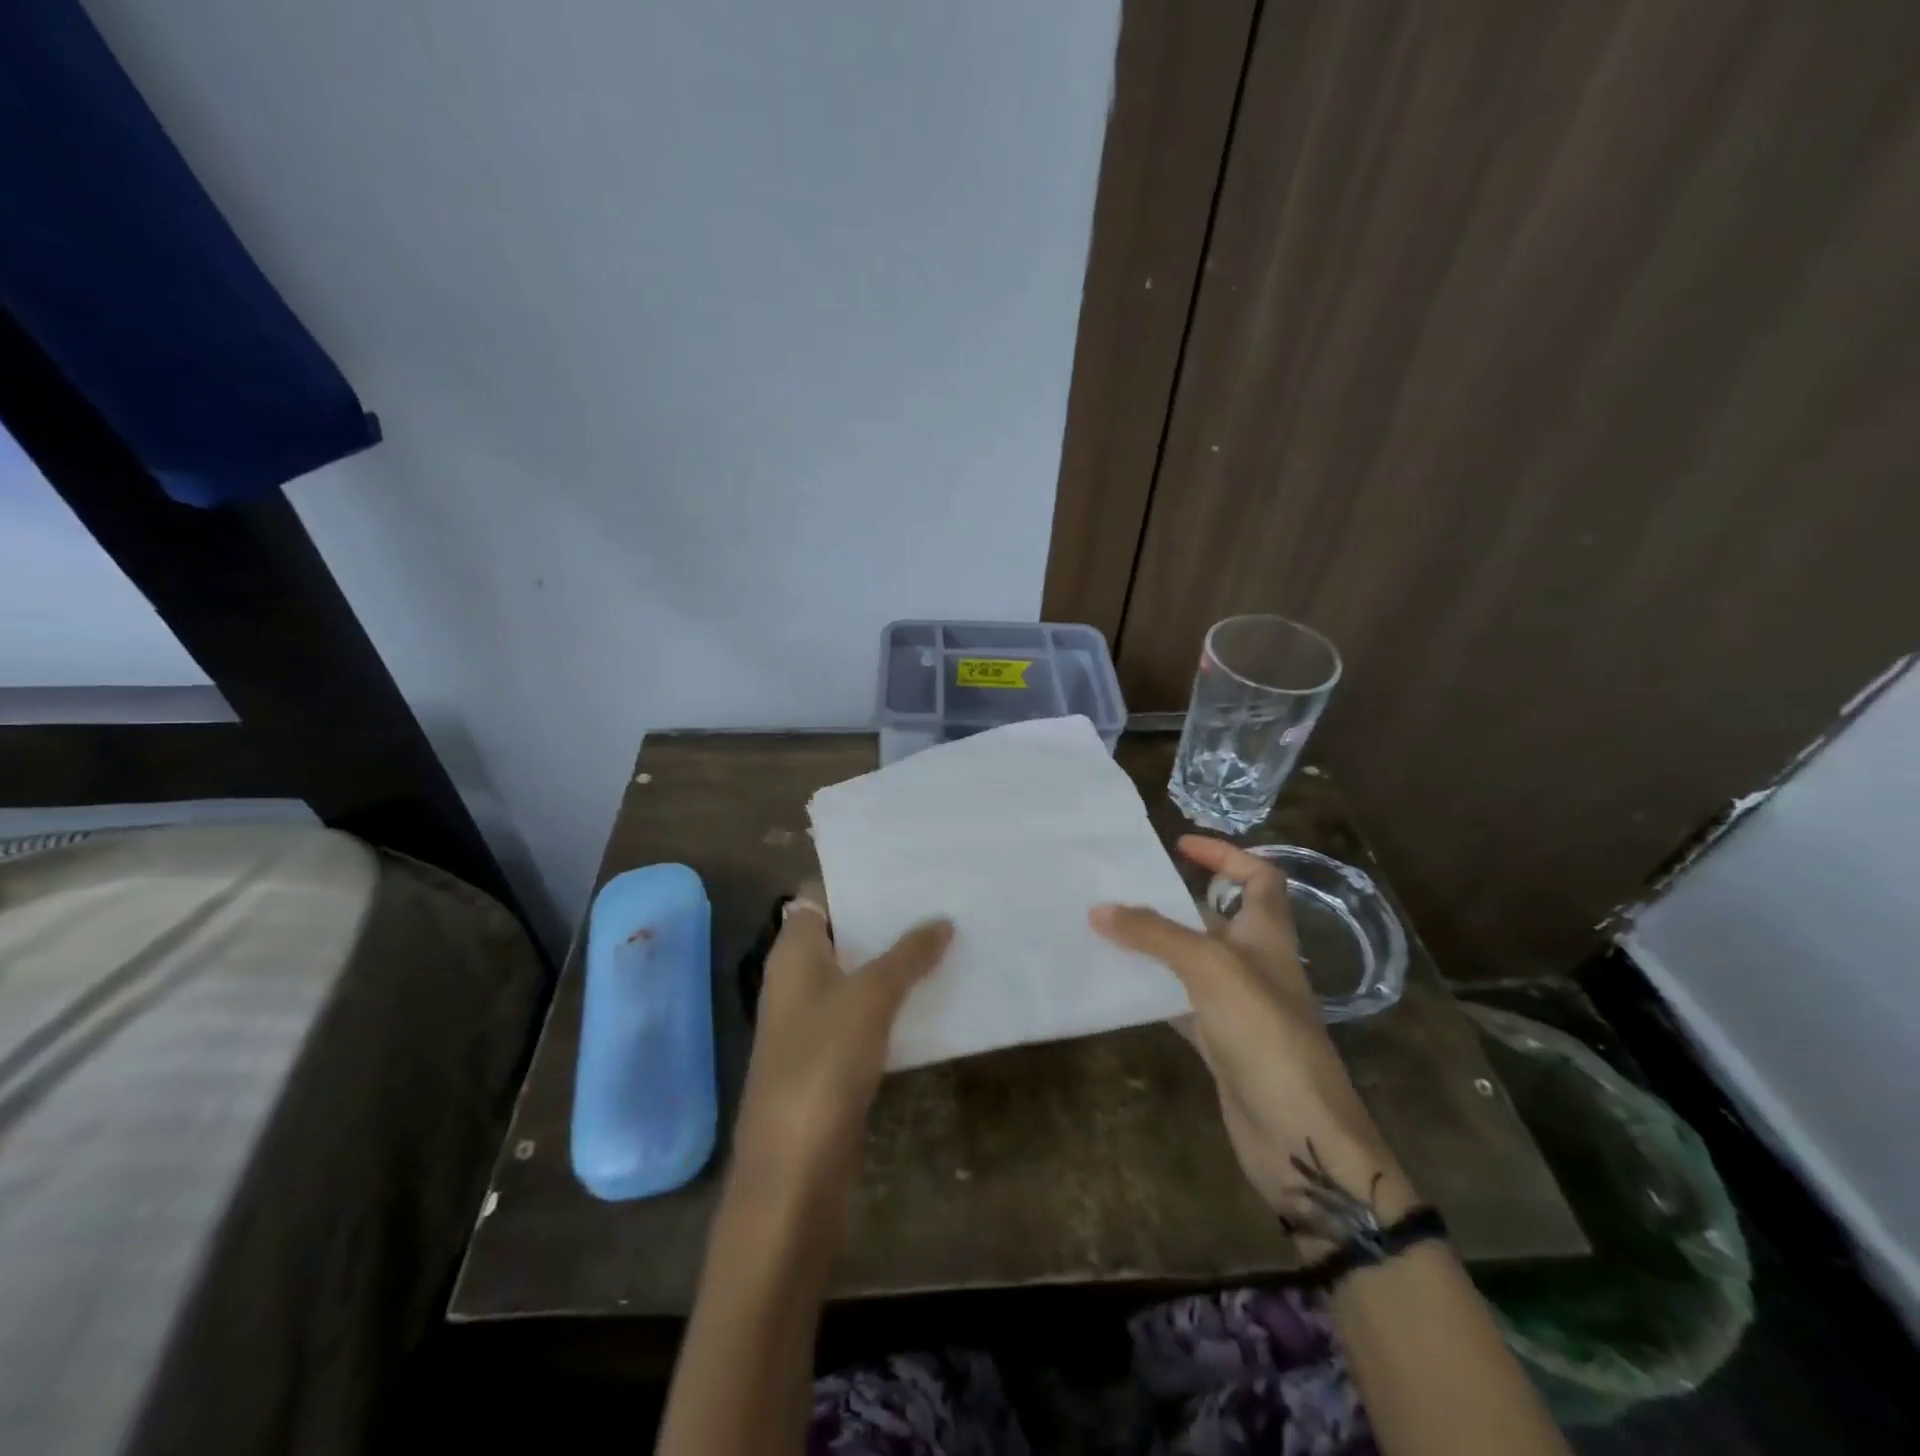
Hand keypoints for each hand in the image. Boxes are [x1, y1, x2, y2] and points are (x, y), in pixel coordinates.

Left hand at [729, 882, 952, 1210]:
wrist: (794, 1168)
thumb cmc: (823, 1062)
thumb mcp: (871, 996)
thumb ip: (907, 954)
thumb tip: (941, 921)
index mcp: (793, 951)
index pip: (818, 894)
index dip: (855, 876)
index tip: (901, 862)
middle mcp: (796, 977)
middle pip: (840, 930)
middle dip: (884, 914)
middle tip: (936, 892)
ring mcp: (811, 1017)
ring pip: (855, 970)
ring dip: (892, 955)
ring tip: (944, 931)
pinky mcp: (829, 1054)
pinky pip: (863, 1008)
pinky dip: (892, 995)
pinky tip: (931, 989)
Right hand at [1092, 837, 1416, 1236]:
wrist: (1298, 1135)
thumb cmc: (1264, 1032)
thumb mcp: (1209, 968)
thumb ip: (1154, 934)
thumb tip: (1099, 909)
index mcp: (1267, 934)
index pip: (1259, 877)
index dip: (1226, 855)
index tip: (1179, 845)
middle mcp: (1255, 963)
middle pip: (1216, 917)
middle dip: (1172, 901)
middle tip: (1121, 890)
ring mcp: (1238, 1006)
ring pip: (1191, 962)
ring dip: (1155, 947)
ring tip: (1106, 931)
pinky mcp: (1220, 1042)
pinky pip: (1178, 1003)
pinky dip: (1151, 992)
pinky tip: (1117, 986)